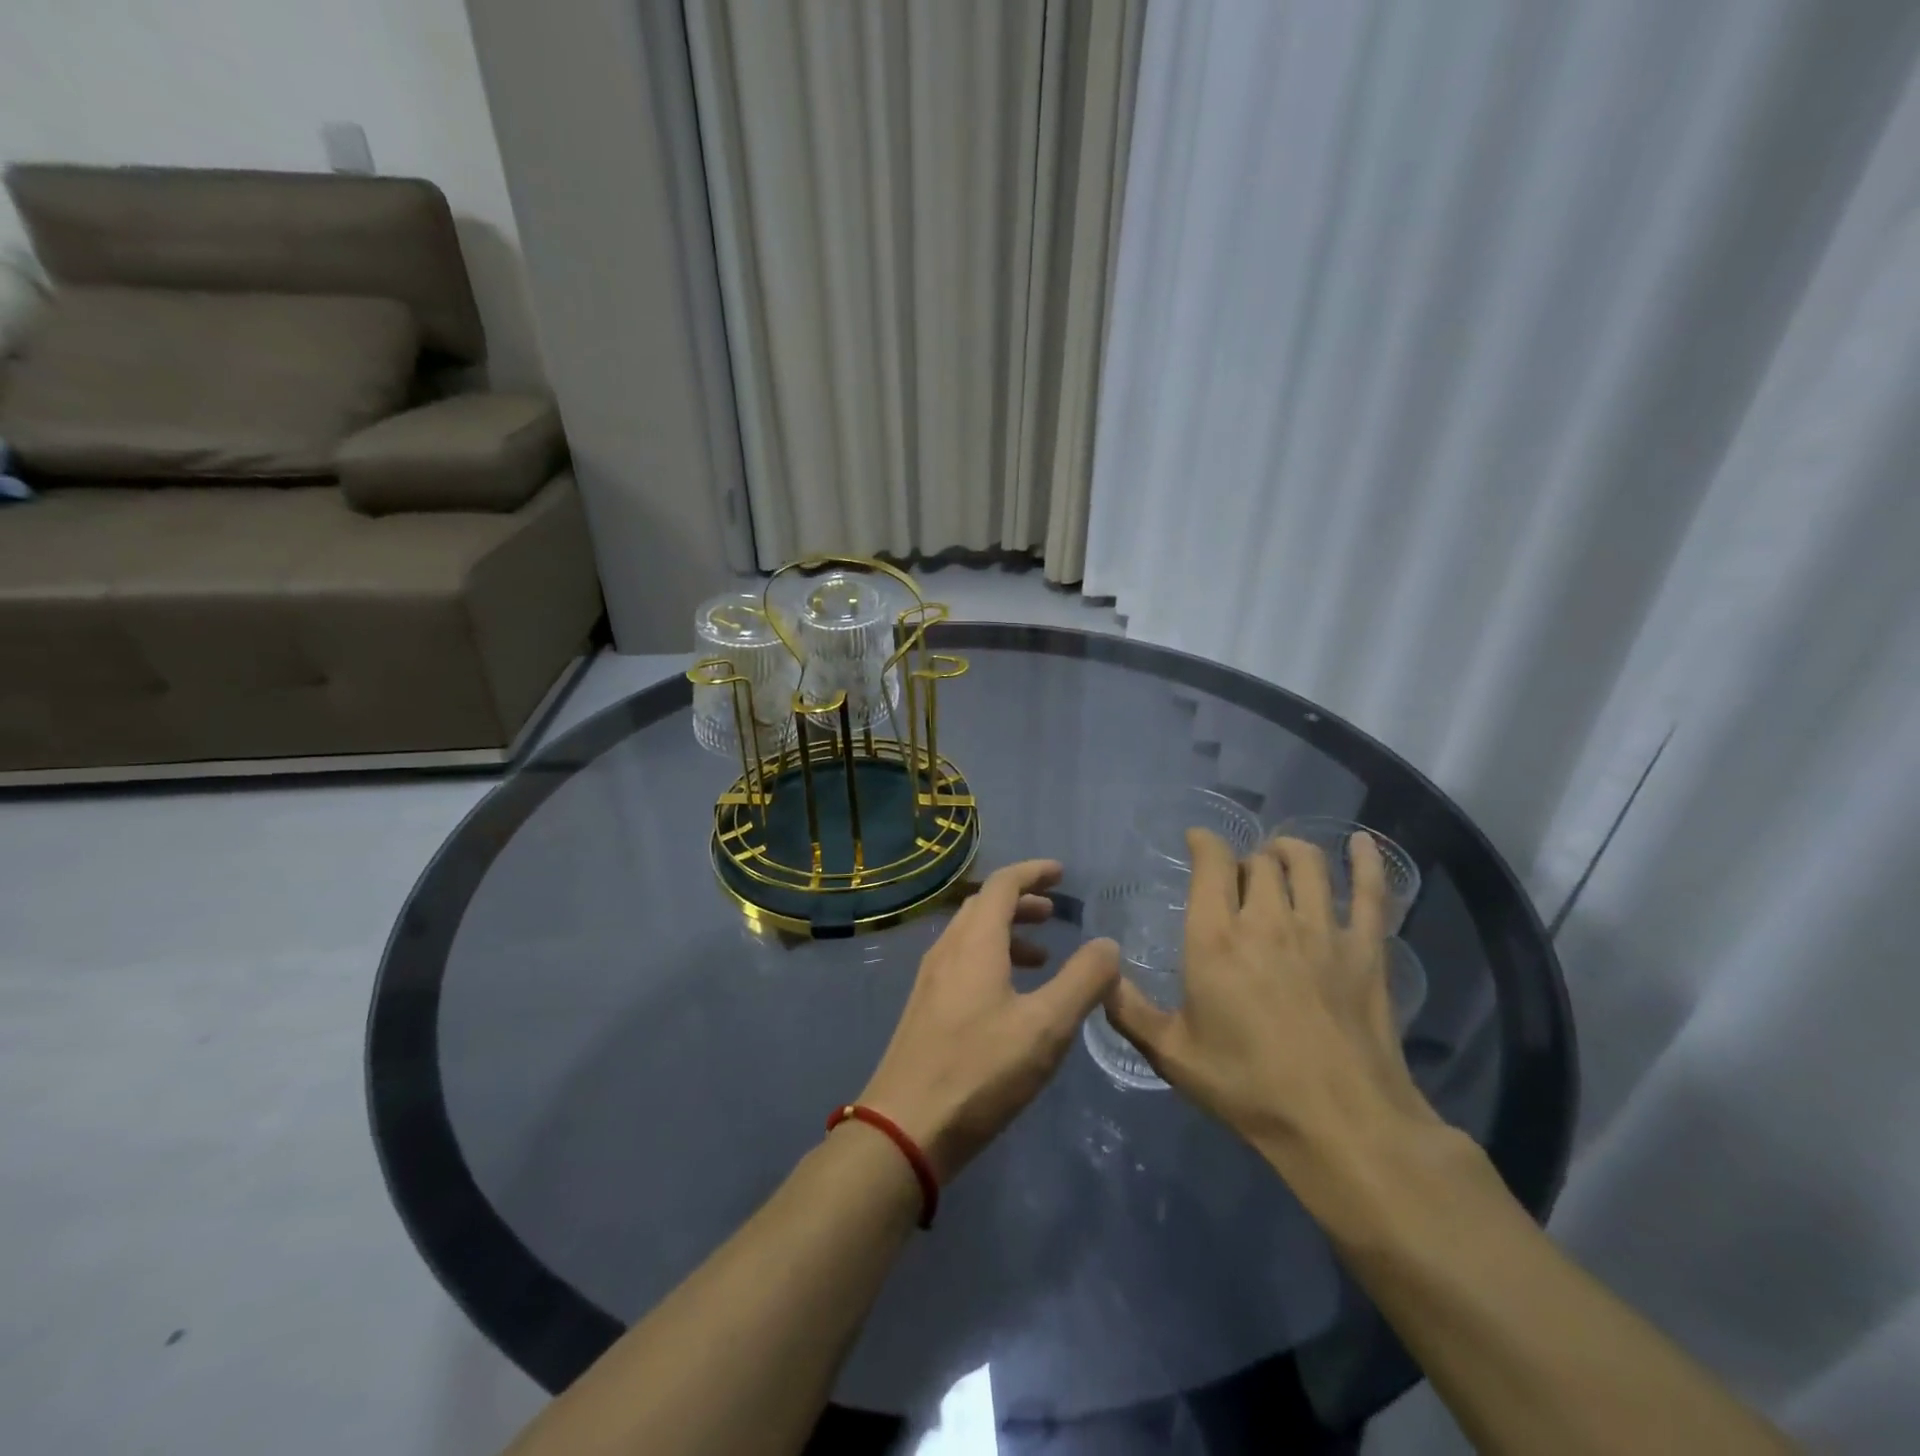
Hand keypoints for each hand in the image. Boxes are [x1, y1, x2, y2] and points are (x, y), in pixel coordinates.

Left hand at [859, 860, 1120, 1182]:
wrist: (905, 1127)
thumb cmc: (980, 1070)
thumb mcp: (1046, 1027)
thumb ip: (1082, 981)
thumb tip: (1107, 944)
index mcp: (975, 942)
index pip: (1003, 884)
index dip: (1033, 872)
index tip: (1061, 873)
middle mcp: (948, 950)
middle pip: (984, 906)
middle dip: (1021, 901)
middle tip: (1055, 912)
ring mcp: (930, 979)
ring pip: (971, 936)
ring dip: (1007, 933)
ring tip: (1042, 957)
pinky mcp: (924, 1008)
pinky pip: (962, 962)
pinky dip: (991, 959)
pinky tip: (1010, 997)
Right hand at [1104, 830, 1443, 1196]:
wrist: (1341, 1126)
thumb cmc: (1247, 1086)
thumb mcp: (1171, 1054)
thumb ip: (1129, 1010)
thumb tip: (1100, 976)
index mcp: (1216, 938)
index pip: (1212, 863)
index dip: (1204, 842)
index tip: (1197, 840)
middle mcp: (1267, 920)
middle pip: (1259, 862)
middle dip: (1245, 859)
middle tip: (1239, 875)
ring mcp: (1322, 931)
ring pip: (1307, 864)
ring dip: (1290, 851)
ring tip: (1281, 855)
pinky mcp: (1366, 950)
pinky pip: (1371, 891)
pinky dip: (1366, 862)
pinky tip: (1360, 843)